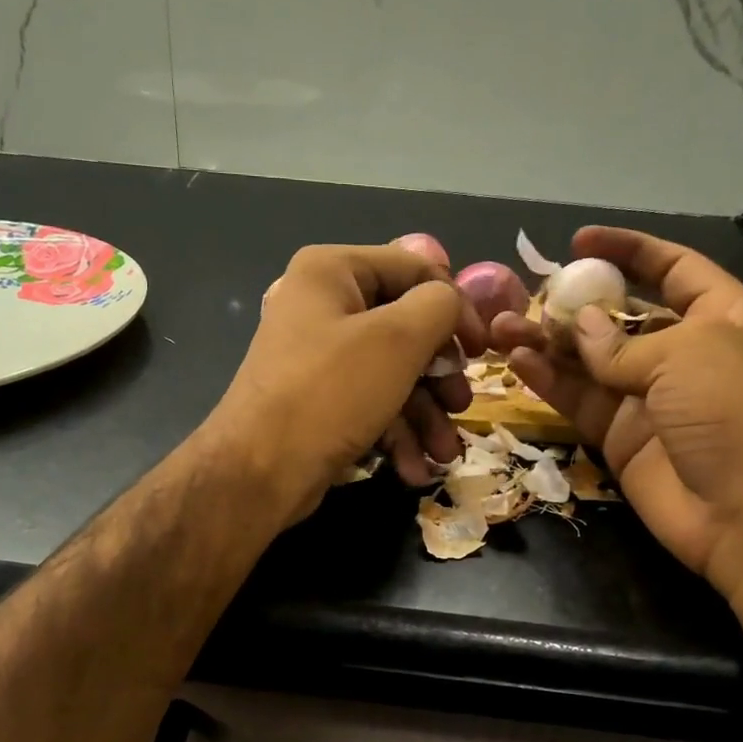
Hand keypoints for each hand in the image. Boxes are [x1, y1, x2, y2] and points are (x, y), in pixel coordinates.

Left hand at [204, 238, 487, 522]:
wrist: (260, 472)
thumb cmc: (330, 392)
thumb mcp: (398, 339)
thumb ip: (439, 306)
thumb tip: (451, 302)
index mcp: (332, 272)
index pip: (413, 270)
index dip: (456, 307)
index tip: (483, 350)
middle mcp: (322, 308)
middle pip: (404, 329)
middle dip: (439, 376)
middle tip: (462, 406)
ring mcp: (317, 359)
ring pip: (391, 376)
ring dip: (424, 416)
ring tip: (446, 453)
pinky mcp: (318, 404)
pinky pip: (369, 406)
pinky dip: (396, 435)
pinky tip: (415, 468)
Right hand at [491, 226, 742, 597]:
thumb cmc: (734, 412)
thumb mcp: (687, 355)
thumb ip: (622, 343)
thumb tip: (578, 326)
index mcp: (721, 316)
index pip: (671, 269)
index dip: (628, 251)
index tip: (579, 242)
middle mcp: (683, 352)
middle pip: (619, 317)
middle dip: (573, 304)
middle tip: (523, 297)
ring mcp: (648, 397)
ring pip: (588, 361)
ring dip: (546, 344)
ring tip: (500, 329)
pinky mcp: (620, 436)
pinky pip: (579, 400)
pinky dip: (549, 382)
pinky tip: (516, 361)